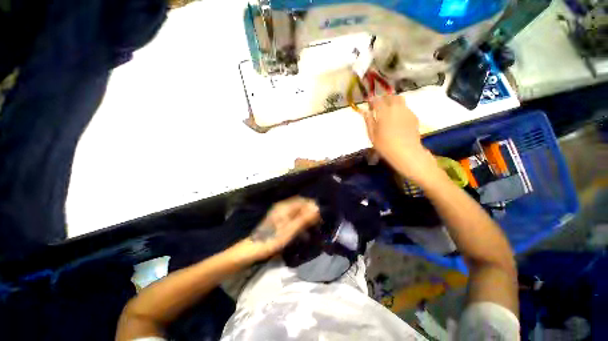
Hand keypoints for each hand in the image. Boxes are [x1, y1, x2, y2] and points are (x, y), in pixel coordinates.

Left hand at [246, 197, 319, 259]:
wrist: (253, 249)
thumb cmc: (273, 239)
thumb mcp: (290, 230)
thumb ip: (304, 218)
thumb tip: (317, 208)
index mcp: (285, 207)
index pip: (303, 200)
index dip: (312, 206)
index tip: (321, 216)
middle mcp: (282, 207)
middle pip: (300, 205)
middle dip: (310, 212)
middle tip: (318, 223)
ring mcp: (280, 214)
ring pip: (297, 212)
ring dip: (306, 218)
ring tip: (313, 228)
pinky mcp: (279, 221)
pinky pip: (293, 218)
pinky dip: (299, 223)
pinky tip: (303, 233)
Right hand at [362, 95, 439, 182]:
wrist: (406, 152)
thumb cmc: (385, 145)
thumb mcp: (372, 135)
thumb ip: (368, 121)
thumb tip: (365, 111)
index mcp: (384, 112)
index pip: (377, 100)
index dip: (372, 100)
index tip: (369, 102)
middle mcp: (396, 108)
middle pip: (390, 96)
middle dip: (384, 98)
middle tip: (379, 105)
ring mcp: (407, 111)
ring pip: (400, 100)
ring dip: (393, 102)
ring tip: (389, 110)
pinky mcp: (414, 116)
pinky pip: (406, 108)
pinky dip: (400, 109)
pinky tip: (397, 119)